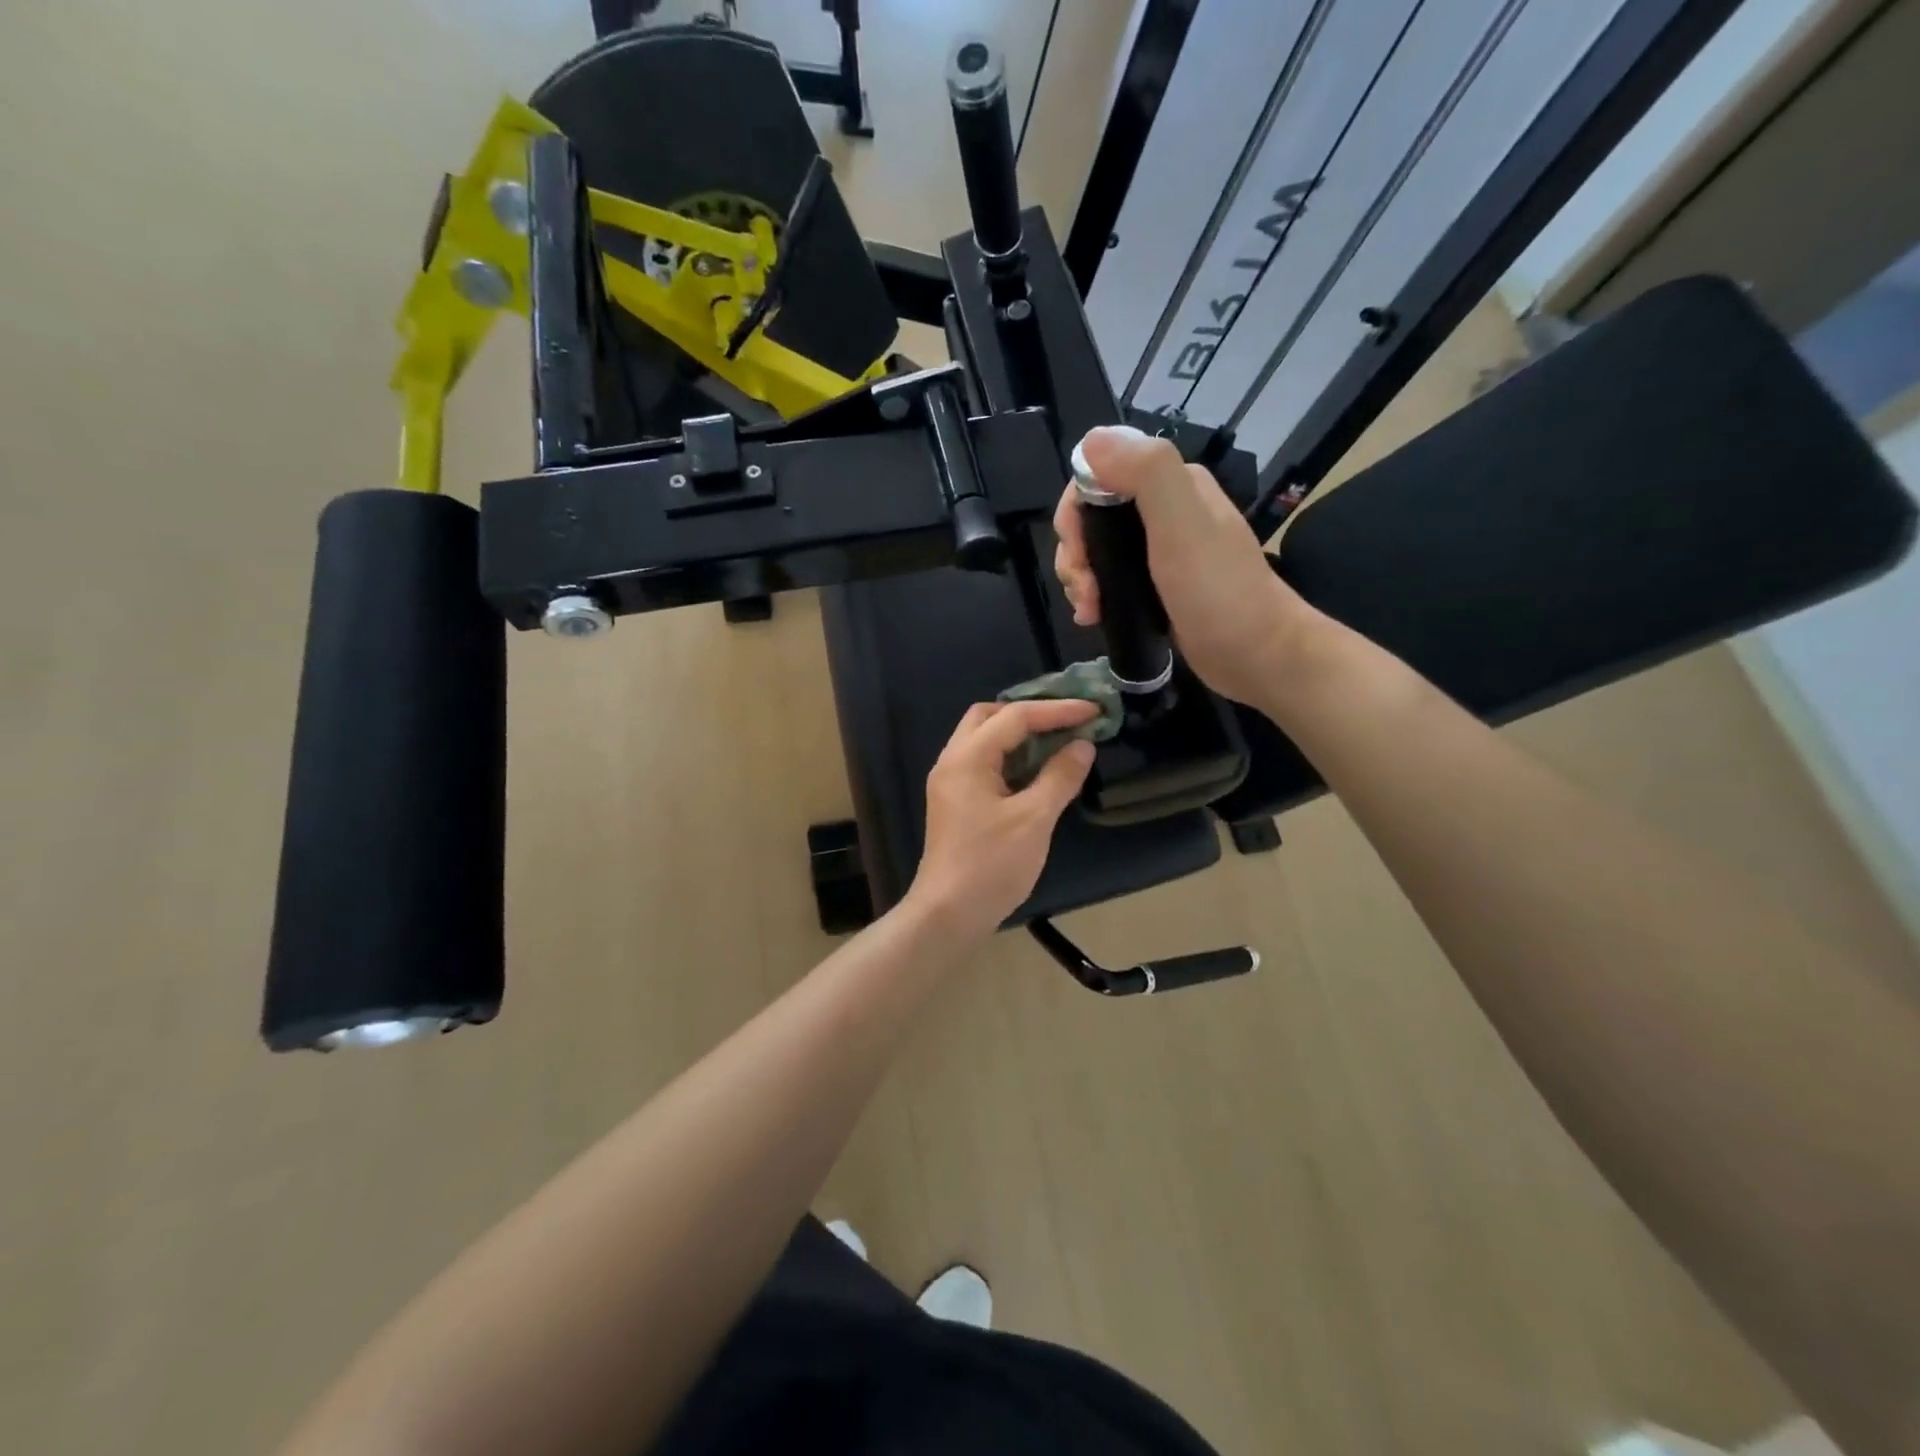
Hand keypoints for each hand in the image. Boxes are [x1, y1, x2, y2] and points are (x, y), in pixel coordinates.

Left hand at [907, 699, 1098, 937]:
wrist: (948, 914)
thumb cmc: (991, 865)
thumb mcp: (1034, 819)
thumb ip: (1060, 777)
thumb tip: (1082, 746)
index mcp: (967, 758)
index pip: (1014, 716)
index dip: (1056, 710)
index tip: (1093, 710)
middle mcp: (953, 761)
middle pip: (989, 717)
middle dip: (1029, 713)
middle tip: (1067, 720)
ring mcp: (951, 783)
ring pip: (984, 740)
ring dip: (1020, 735)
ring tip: (1059, 738)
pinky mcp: (956, 802)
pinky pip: (984, 763)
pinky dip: (1011, 757)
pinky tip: (1038, 769)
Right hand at [1053, 425, 1311, 705]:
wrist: (1258, 655)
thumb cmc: (1218, 591)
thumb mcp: (1183, 524)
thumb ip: (1145, 472)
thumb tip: (1091, 442)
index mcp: (1171, 484)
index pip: (1098, 475)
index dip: (1075, 511)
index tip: (1078, 552)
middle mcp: (1163, 510)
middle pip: (1092, 517)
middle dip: (1075, 553)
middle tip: (1084, 592)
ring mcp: (1159, 551)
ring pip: (1096, 551)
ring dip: (1080, 579)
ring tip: (1089, 611)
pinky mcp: (1156, 586)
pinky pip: (1109, 580)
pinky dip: (1093, 596)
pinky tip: (1093, 618)